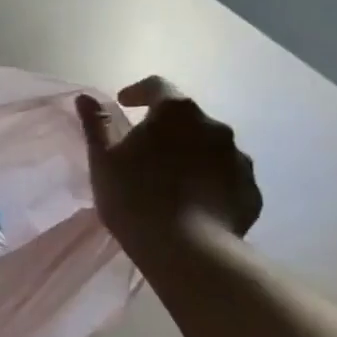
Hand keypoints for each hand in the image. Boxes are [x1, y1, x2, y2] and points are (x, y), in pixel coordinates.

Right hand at [76, 78, 261, 245]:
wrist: (187, 250)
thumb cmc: (134, 197)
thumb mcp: (103, 160)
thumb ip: (96, 124)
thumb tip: (85, 97)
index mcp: (176, 112)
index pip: (157, 86)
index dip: (138, 92)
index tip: (124, 105)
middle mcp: (214, 126)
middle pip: (186, 118)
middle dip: (166, 128)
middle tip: (144, 152)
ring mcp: (239, 159)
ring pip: (210, 148)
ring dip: (190, 155)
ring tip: (171, 182)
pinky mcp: (251, 191)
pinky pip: (226, 178)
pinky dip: (210, 182)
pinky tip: (193, 205)